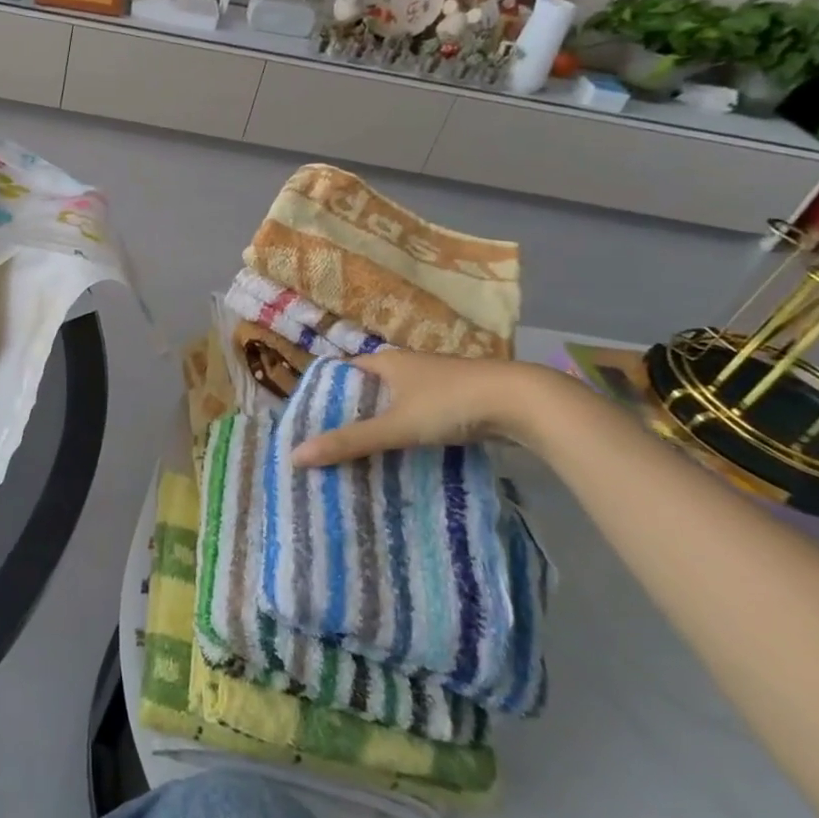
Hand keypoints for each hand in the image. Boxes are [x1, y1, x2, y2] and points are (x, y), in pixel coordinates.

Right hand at [289, 350, 560, 466]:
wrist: (523, 402)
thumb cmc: (451, 403)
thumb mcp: (395, 425)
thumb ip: (349, 441)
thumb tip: (295, 456)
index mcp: (388, 361)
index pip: (344, 371)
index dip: (325, 392)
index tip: (309, 420)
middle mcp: (408, 366)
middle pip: (369, 389)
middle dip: (351, 413)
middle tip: (330, 444)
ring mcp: (436, 384)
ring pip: (396, 404)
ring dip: (380, 425)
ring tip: (360, 455)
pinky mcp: (458, 402)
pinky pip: (420, 416)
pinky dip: (407, 433)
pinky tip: (403, 456)